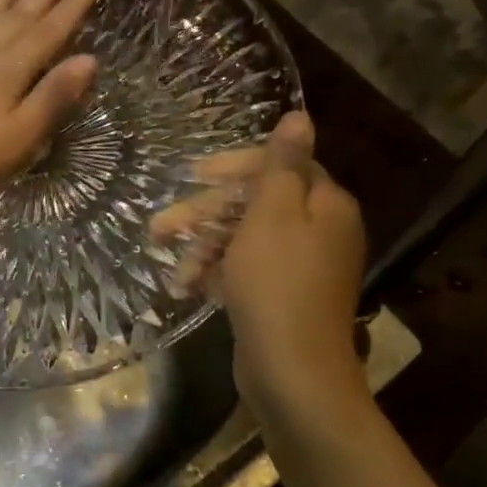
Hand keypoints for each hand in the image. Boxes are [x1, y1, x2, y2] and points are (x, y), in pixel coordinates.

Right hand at [153, 113, 368, 409]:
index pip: (281, 166)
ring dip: (203, 247)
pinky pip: (245, 271)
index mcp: (325, 204)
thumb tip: (300, 116)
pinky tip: (186, 285)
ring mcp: (301, 268)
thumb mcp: (274, 214)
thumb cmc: (277, 283)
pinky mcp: (281, 298)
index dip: (234, 168)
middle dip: (205, 214)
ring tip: (170, 266)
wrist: (292, 371)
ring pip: (245, 240)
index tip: (193, 175)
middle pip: (256, 205)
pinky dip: (216, 274)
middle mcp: (319, 231)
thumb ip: (283, 164)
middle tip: (161, 226)